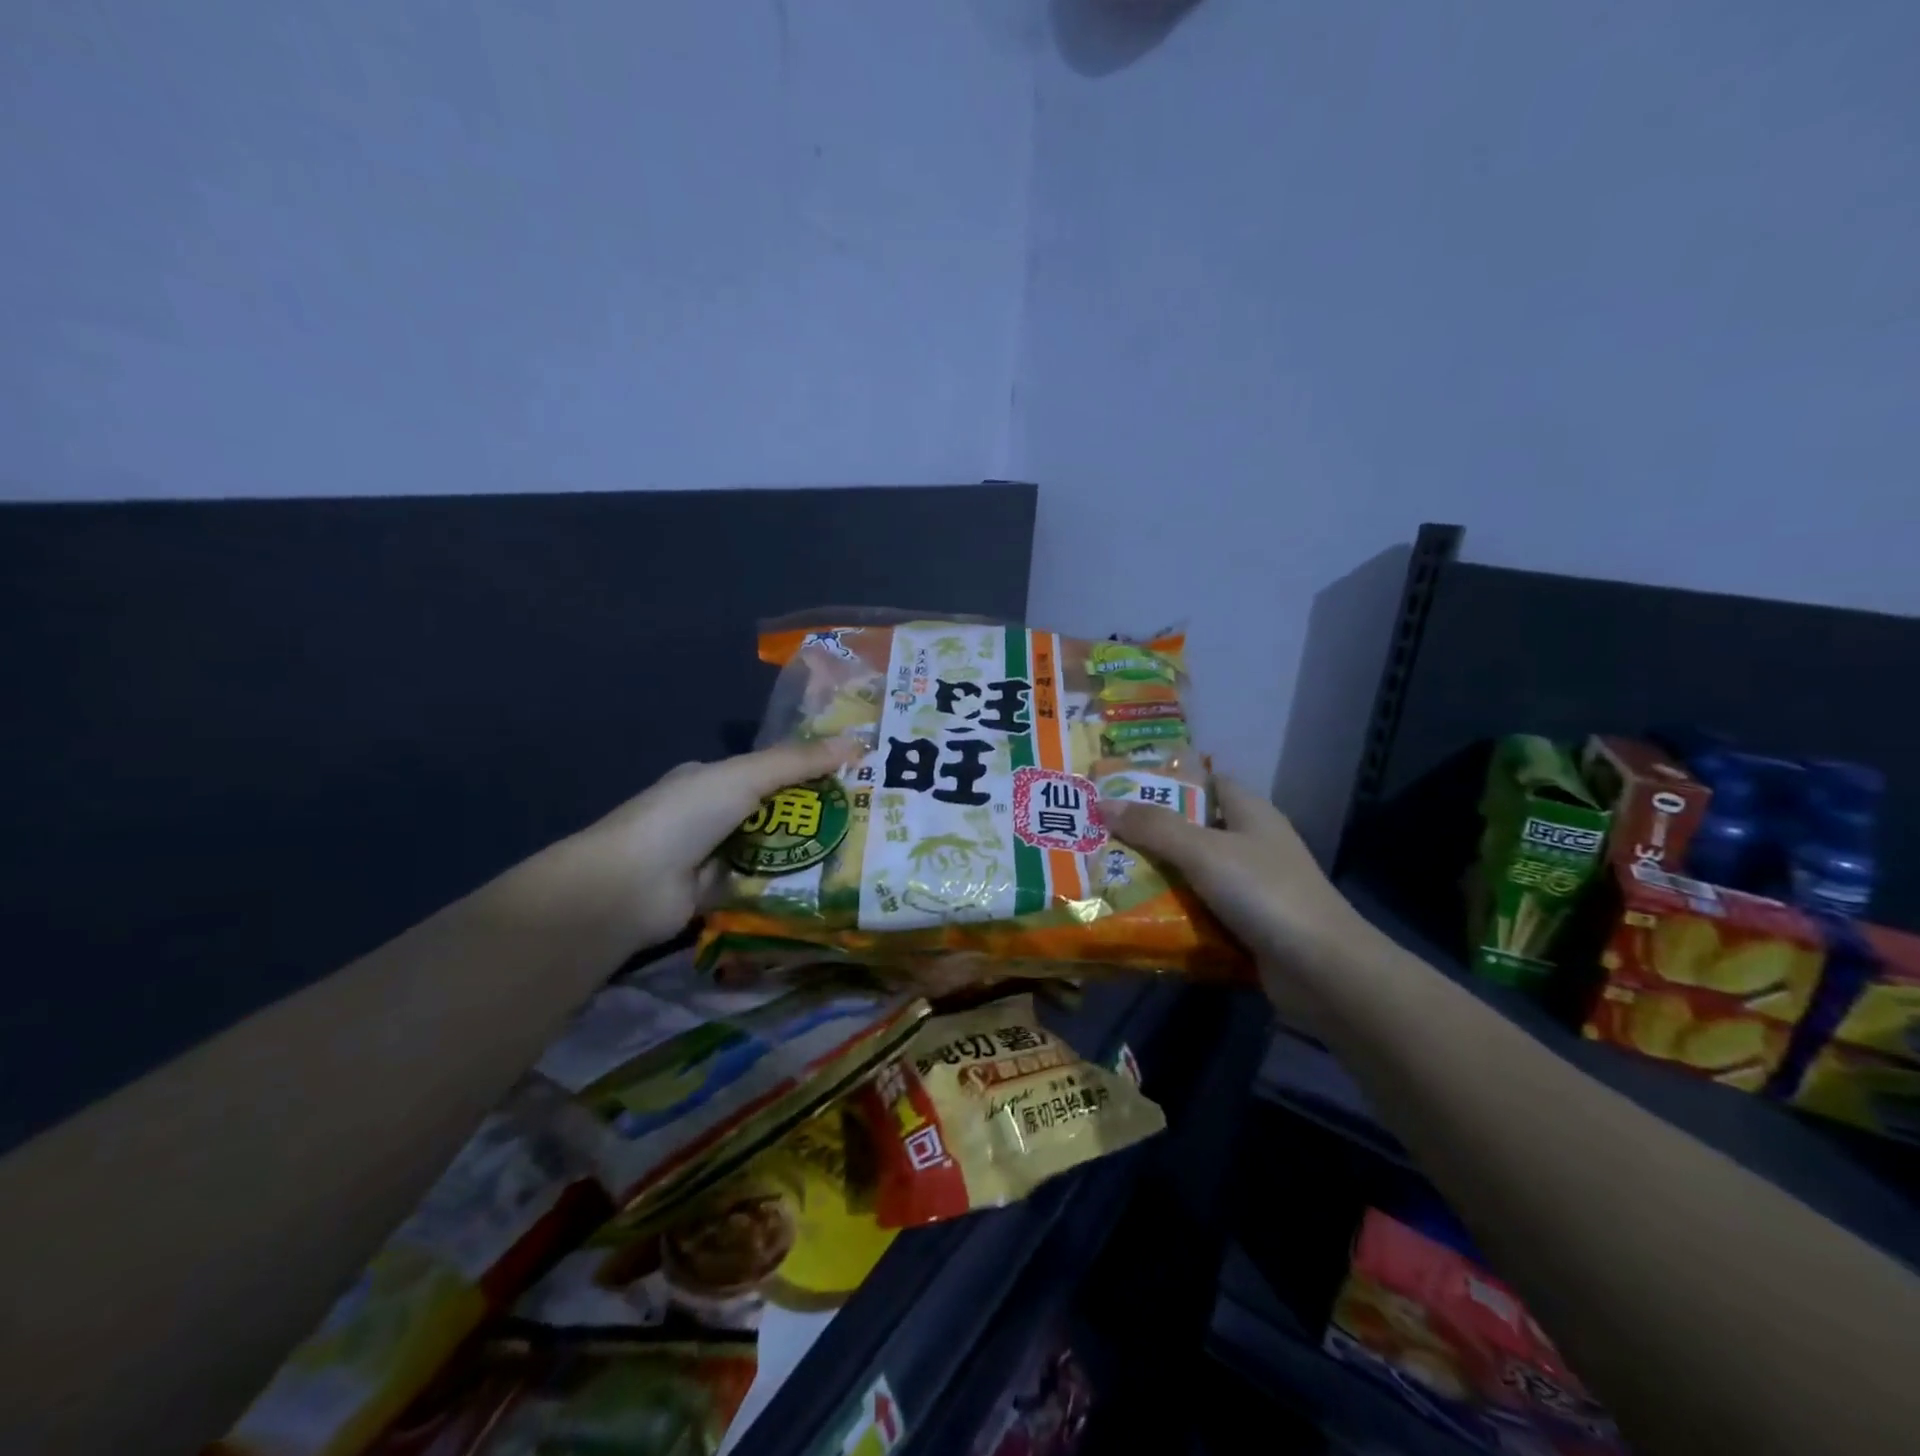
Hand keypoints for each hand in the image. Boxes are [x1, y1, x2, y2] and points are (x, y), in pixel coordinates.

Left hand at [580, 737, 860, 947]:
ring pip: (769, 849)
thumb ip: (798, 762)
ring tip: (855, 853)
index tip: (850, 777)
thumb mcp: (745, 777)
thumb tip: (857, 742)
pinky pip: (759, 885)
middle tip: (863, 820)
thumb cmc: (686, 816)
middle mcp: (710, 815)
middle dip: (811, 815)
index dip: (807, 771)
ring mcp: (711, 857)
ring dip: (802, 851)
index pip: (768, 770)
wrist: (630, 887)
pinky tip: (825, 885)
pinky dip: (785, 885)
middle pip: (773, 811)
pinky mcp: (715, 895)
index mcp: (711, 779)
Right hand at [1103, 777, 1370, 1002]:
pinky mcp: (1247, 923)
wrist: (1323, 971)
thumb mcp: (1203, 851)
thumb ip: (1154, 827)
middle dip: (1149, 832)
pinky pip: (1200, 908)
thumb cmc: (1265, 893)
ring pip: (1193, 871)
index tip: (1121, 786)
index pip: (1205, 781)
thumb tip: (1103, 803)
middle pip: (1193, 828)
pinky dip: (1173, 910)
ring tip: (1105, 873)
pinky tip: (1137, 914)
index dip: (1166, 780)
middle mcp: (1251, 843)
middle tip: (1100, 834)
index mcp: (1249, 812)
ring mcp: (1251, 886)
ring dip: (1157, 875)